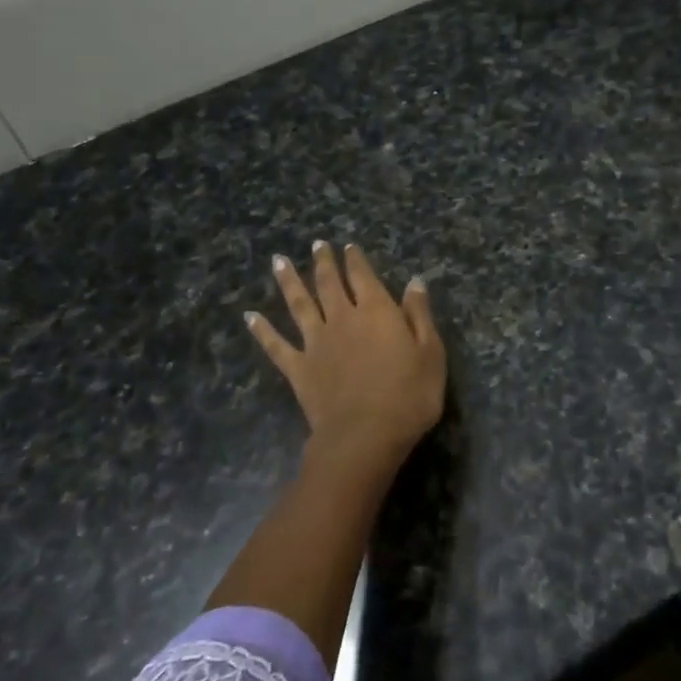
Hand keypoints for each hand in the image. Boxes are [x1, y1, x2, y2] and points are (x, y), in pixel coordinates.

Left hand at [246, 241, 445, 485]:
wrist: (365, 436)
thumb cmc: (408, 395)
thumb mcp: (431, 353)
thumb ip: (419, 315)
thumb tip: (414, 282)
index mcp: (376, 311)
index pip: (363, 276)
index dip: (355, 260)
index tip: (348, 246)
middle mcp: (342, 318)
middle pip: (329, 283)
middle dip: (323, 262)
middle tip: (317, 245)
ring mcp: (315, 343)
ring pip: (299, 304)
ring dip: (289, 281)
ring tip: (278, 261)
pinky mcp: (298, 368)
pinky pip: (276, 345)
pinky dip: (262, 330)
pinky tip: (249, 316)